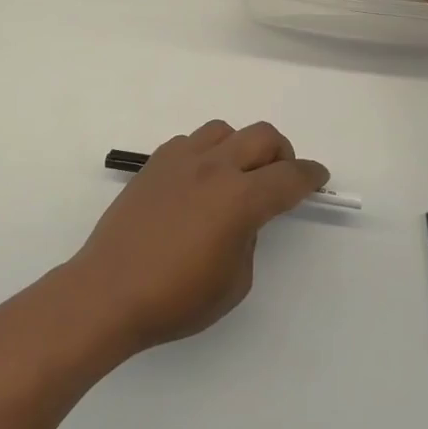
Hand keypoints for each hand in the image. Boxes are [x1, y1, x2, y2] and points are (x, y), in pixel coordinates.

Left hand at [66, 121, 328, 351]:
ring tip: (238, 174)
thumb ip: (248, 240)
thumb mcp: (234, 282)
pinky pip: (191, 142)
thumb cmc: (175, 298)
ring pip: (224, 130)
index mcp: (240, 199)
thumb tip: (241, 219)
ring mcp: (180, 161)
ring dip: (242, 146)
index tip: (319, 178)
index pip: (289, 177)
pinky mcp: (153, 164)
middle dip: (282, 152)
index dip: (311, 176)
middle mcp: (214, 168)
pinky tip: (199, 180)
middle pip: (262, 137)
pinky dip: (206, 152)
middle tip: (282, 176)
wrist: (108, 291)